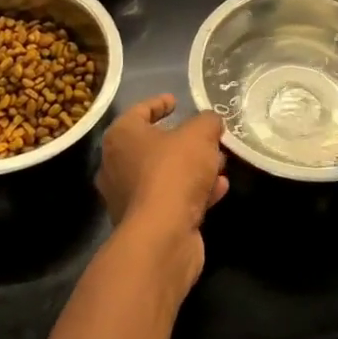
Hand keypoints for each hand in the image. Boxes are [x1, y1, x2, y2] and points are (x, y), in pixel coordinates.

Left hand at [97, 95, 228, 292]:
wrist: (162, 237)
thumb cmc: (173, 172)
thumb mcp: (199, 134)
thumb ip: (207, 121)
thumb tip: (211, 122)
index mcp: (121, 137)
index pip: (139, 111)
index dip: (159, 103)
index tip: (176, 101)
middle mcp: (117, 166)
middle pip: (153, 145)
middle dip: (183, 141)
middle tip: (207, 137)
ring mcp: (128, 198)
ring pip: (165, 174)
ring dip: (193, 169)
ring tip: (220, 164)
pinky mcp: (145, 224)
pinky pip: (172, 199)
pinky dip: (194, 192)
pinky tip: (220, 189)